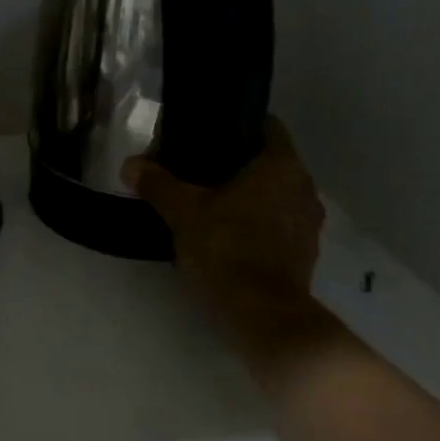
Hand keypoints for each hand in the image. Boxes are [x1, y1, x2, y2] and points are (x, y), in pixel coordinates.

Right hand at [124, 117, 326, 335]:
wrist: (263, 315)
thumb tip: (130, 164)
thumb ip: (158, 184)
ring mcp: (308, 222)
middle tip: (199, 167)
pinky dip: (259, 220)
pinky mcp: (305, 252)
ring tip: (211, 199)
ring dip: (250, 194)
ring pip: (277, 193)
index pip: (267, 126)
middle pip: (270, 161)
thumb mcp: (183, 213)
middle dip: (238, 162)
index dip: (238, 125)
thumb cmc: (227, 249)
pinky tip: (229, 231)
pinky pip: (280, 222)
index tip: (208, 132)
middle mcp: (304, 187)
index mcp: (281, 166)